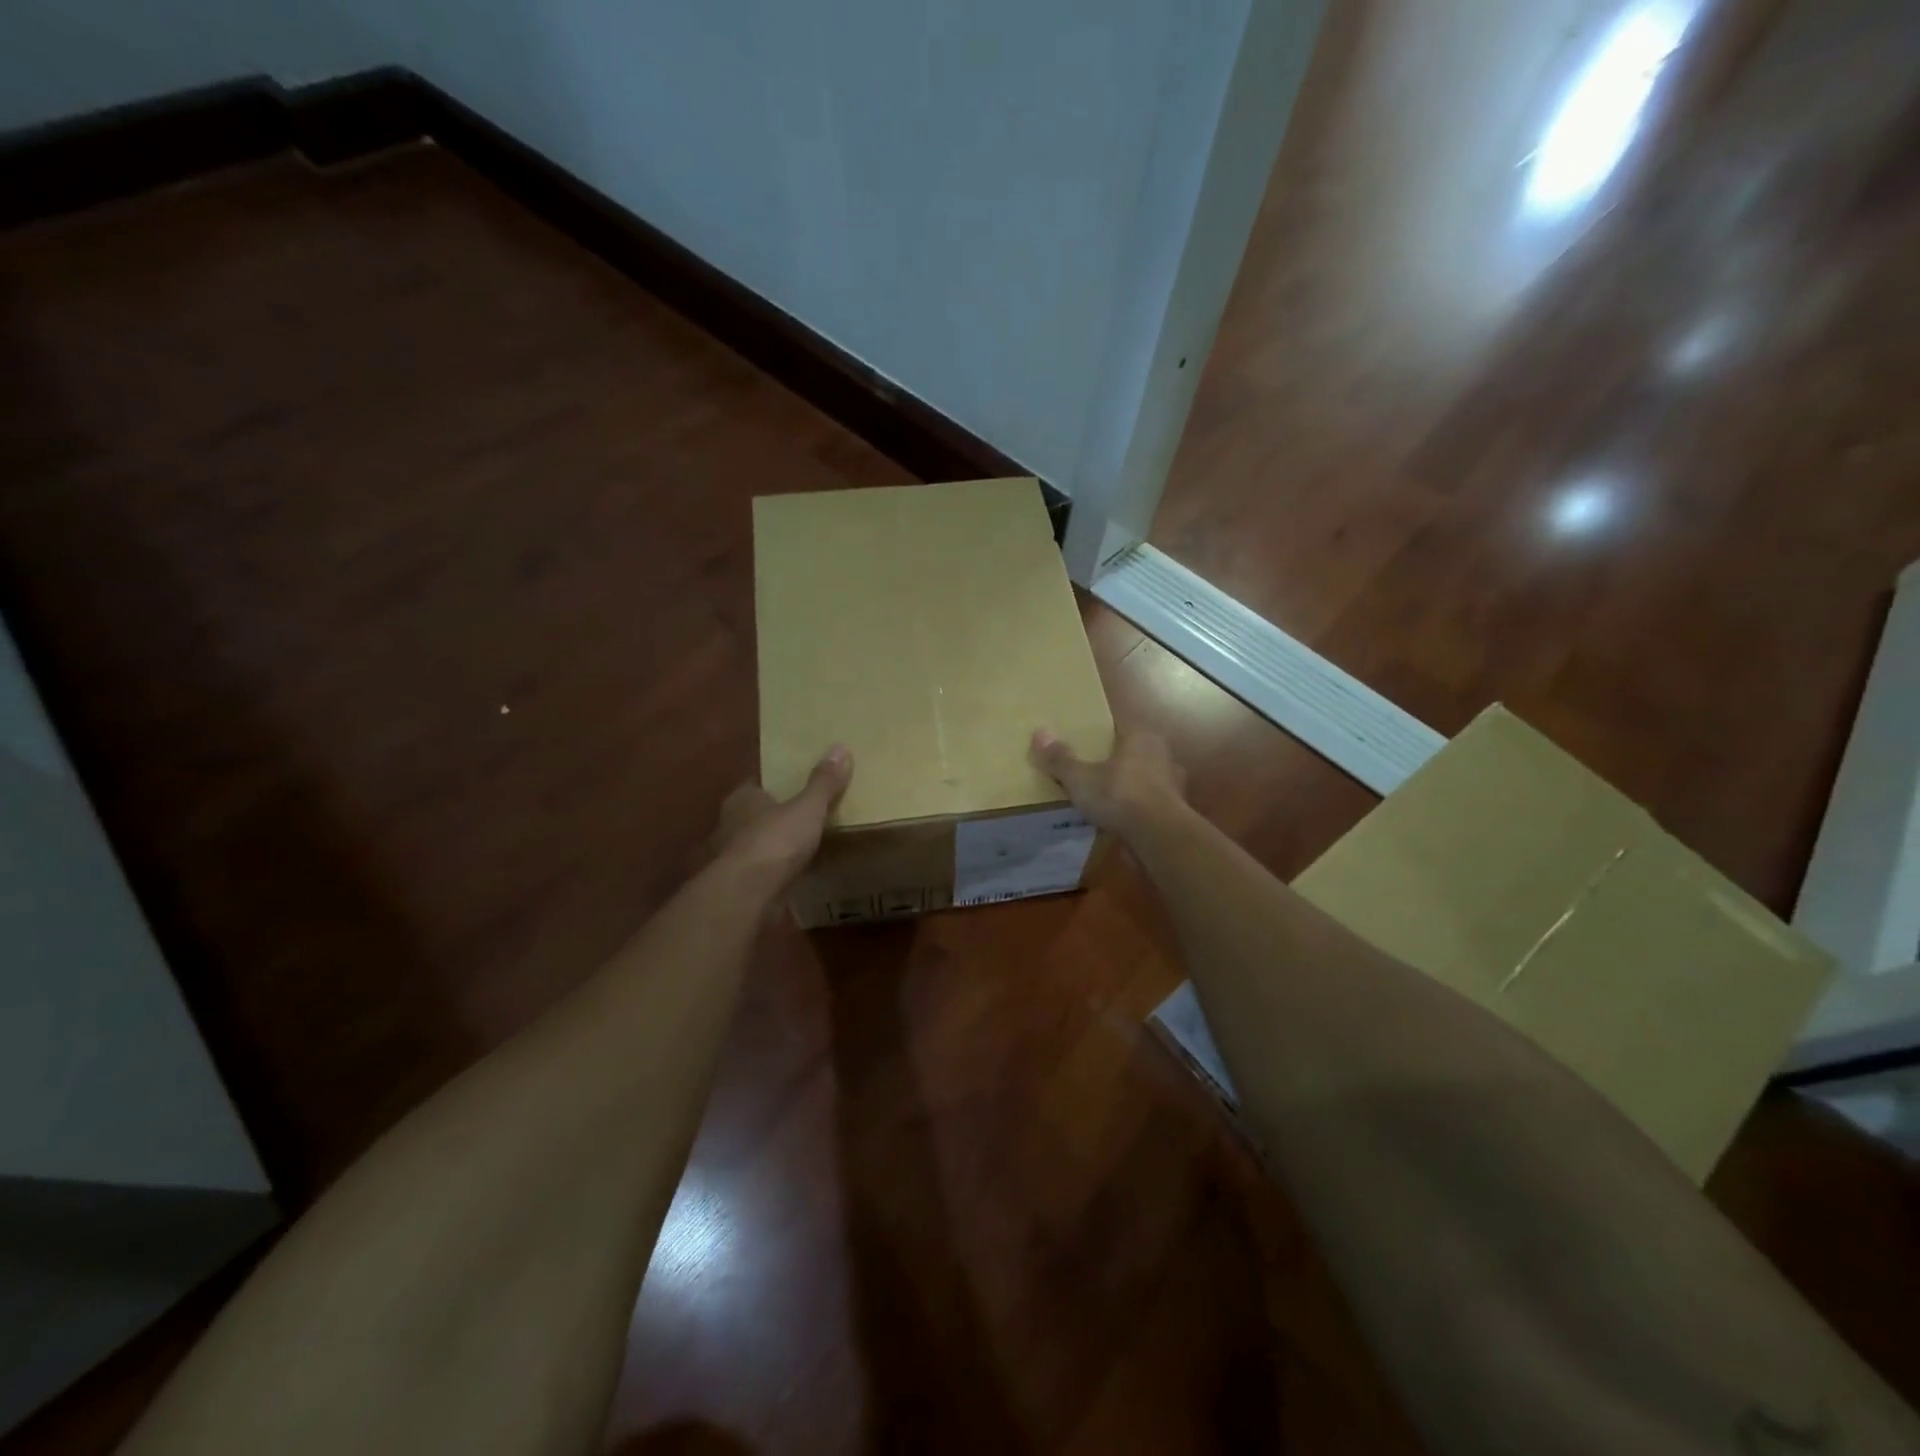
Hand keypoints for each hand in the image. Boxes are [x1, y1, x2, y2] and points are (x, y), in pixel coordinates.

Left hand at [712, 745, 852, 889]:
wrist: (748, 894)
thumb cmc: (775, 841)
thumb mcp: (808, 807)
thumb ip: (823, 782)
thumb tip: (840, 747)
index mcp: (742, 798)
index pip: (759, 782)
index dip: (778, 782)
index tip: (799, 782)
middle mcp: (730, 823)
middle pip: (757, 812)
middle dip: (777, 812)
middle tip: (807, 811)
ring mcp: (732, 855)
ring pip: (757, 841)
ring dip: (775, 843)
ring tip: (803, 843)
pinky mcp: (739, 883)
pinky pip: (762, 869)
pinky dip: (776, 869)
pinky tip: (794, 871)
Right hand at [1030, 727, 1187, 839]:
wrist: (1159, 835)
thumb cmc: (1119, 795)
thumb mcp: (1080, 778)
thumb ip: (1060, 758)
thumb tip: (1039, 732)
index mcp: (1140, 736)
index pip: (1119, 724)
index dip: (1100, 731)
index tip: (1084, 740)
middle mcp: (1161, 752)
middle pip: (1133, 749)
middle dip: (1115, 757)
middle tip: (1091, 767)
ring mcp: (1172, 781)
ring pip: (1145, 775)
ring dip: (1129, 782)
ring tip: (1106, 794)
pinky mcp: (1176, 807)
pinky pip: (1151, 799)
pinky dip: (1138, 805)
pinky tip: (1122, 815)